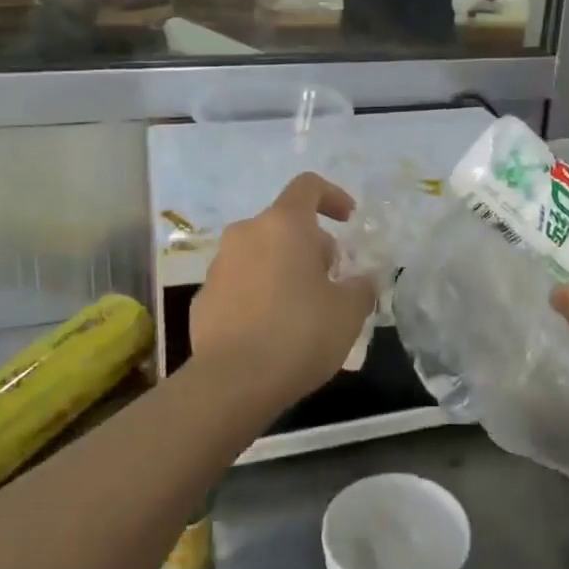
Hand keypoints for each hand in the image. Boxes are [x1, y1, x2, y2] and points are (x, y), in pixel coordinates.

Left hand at [189, 173, 377, 408]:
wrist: (232, 383)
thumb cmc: (299, 333)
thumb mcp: (349, 311)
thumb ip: (362, 286)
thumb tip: (365, 279)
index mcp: (284, 224)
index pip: (308, 185)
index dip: (332, 196)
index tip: (348, 220)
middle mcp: (246, 233)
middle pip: (285, 224)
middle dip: (311, 245)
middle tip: (331, 281)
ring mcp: (219, 265)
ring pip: (260, 253)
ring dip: (283, 268)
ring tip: (303, 308)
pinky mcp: (202, 298)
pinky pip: (240, 283)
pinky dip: (258, 294)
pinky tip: (272, 330)